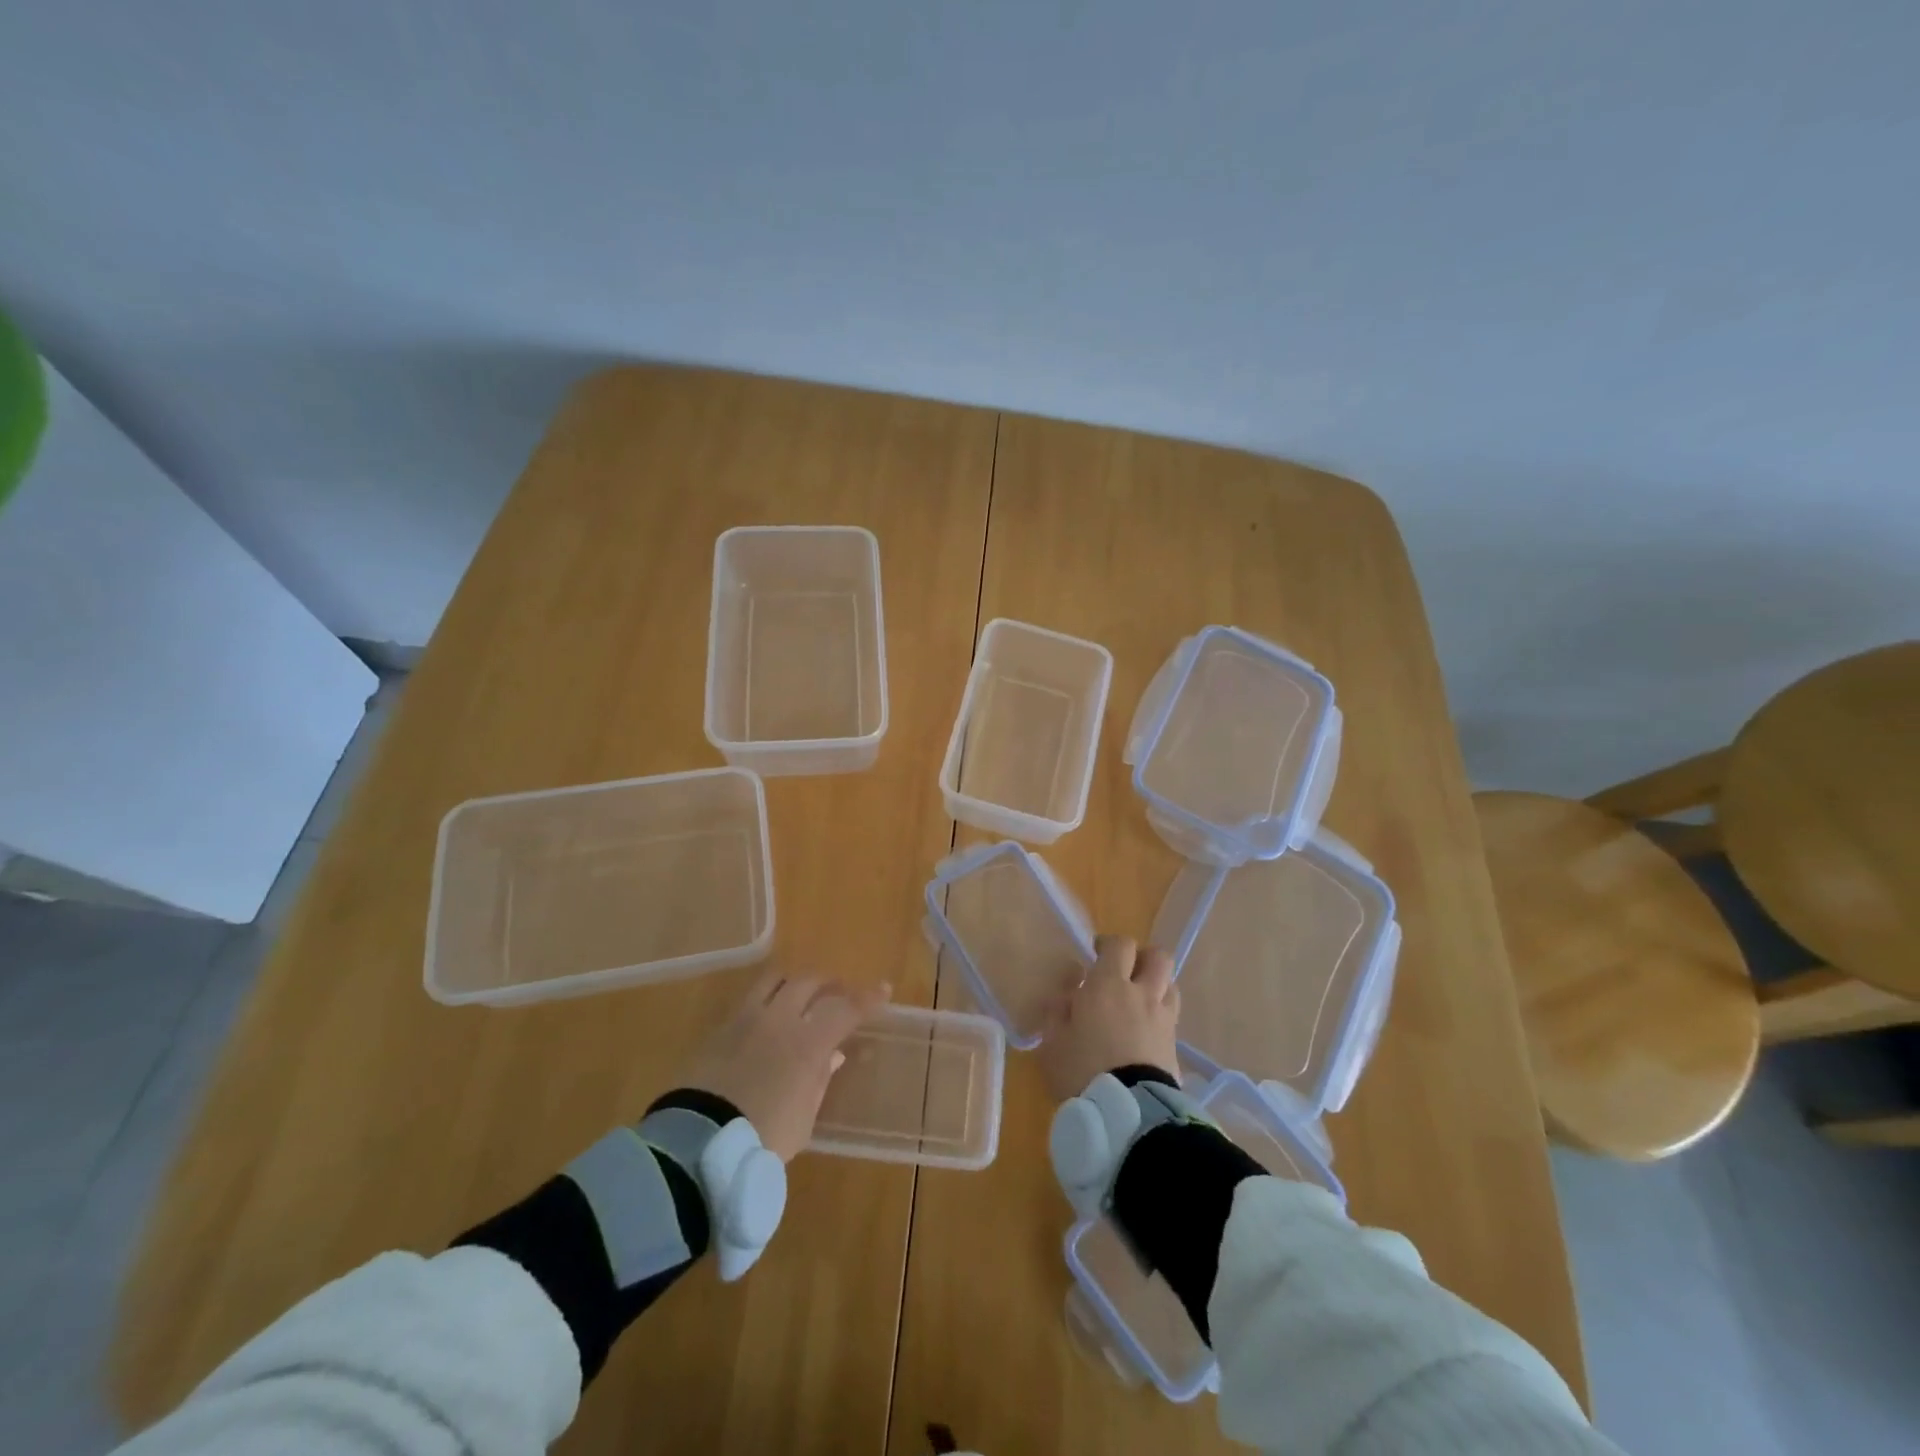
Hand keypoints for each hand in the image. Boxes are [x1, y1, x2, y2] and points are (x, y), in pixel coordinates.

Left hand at [679, 973, 890, 1159]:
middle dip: (829, 983)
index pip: (845, 1008)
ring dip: (794, 982)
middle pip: (808, 982)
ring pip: (774, 979)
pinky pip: (749, 1000)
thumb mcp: (803, 1120)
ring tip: (801, 993)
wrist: (697, 1144)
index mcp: (807, 1043)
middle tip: (839, 992)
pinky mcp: (720, 1029)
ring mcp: (746, 1019)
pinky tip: (768, 1017)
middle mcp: (779, 1019)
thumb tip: (832, 1056)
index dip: (867, 998)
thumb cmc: (761, 1139)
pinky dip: (766, 1000)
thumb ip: (819, 1081)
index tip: (883, 990)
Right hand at [1037, 935, 1179, 1102]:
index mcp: (1108, 985)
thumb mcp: (1052, 1042)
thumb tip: (1068, 994)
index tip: (1095, 956)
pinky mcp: (1175, 1045)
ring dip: (1156, 984)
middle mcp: (1141, 993)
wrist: (1128, 1114)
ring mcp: (1163, 1019)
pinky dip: (1161, 1015)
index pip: (1120, 945)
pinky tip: (1145, 1031)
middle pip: (1158, 957)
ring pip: (1171, 984)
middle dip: (1142, 958)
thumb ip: (1057, 1011)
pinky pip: (1171, 1016)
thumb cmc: (1082, 1071)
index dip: (1109, 945)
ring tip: (1139, 1000)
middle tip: (1124, 972)